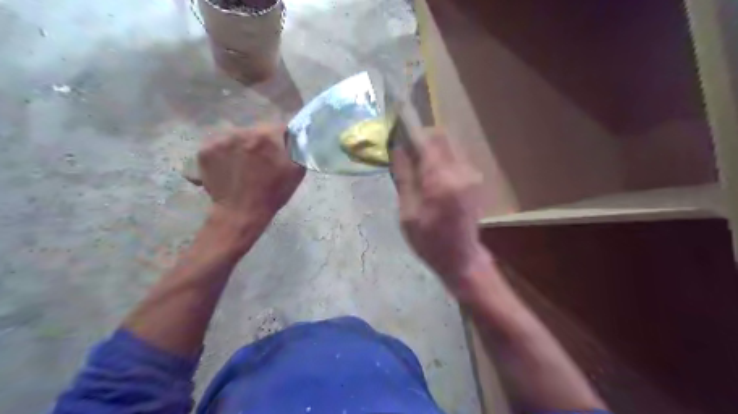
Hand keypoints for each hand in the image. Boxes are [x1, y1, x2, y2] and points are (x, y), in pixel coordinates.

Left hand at [197, 125, 303, 227]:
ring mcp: (220, 140)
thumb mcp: (296, 171)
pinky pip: (218, 146)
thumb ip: (298, 150)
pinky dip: (224, 154)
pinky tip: (229, 168)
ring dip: (241, 146)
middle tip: (261, 161)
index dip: (282, 139)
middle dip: (261, 143)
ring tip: (243, 166)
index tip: (281, 151)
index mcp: (266, 136)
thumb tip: (297, 138)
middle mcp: (241, 132)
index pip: (279, 127)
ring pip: (236, 136)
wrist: (240, 213)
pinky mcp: (204, 150)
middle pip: (256, 131)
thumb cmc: (272, 193)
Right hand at [392, 128, 488, 290]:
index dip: (413, 128)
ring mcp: (472, 174)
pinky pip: (456, 157)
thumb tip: (398, 149)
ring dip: (432, 148)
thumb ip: (404, 177)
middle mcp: (461, 171)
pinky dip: (441, 158)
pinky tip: (431, 176)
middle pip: (443, 136)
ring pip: (450, 145)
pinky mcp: (475, 179)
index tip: (398, 124)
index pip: (429, 140)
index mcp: (442, 181)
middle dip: (423, 137)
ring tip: (417, 166)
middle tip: (406, 152)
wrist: (461, 258)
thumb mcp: (408, 213)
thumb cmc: (429, 241)